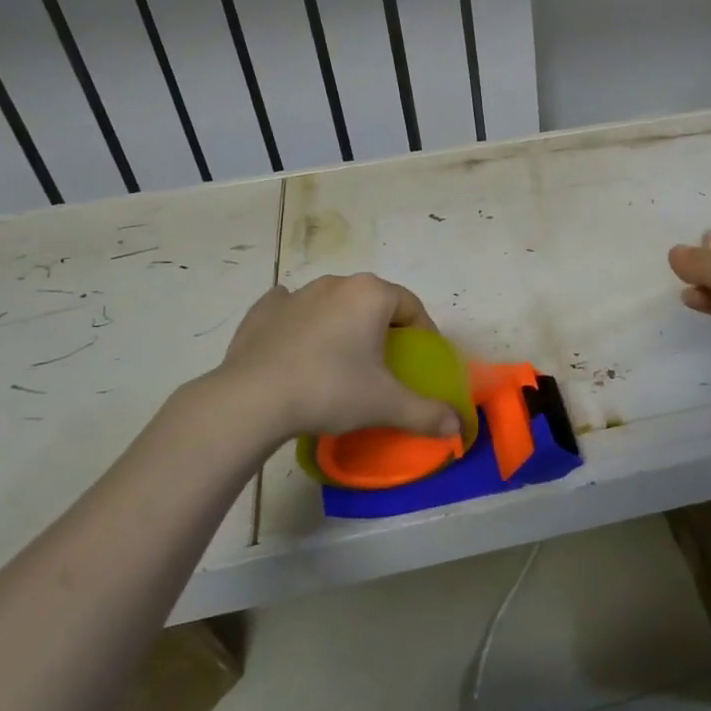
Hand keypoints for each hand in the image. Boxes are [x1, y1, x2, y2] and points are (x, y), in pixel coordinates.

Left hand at [194, 274, 463, 443]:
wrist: (253, 400)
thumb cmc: (330, 390)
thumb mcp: (385, 405)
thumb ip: (426, 413)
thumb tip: (457, 427)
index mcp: (371, 294)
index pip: (411, 305)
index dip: (422, 332)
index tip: (420, 360)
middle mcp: (336, 284)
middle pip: (373, 301)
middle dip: (383, 327)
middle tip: (384, 364)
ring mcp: (296, 294)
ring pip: (333, 304)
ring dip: (343, 324)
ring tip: (341, 361)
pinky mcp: (263, 311)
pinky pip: (292, 310)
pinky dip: (300, 323)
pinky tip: (298, 346)